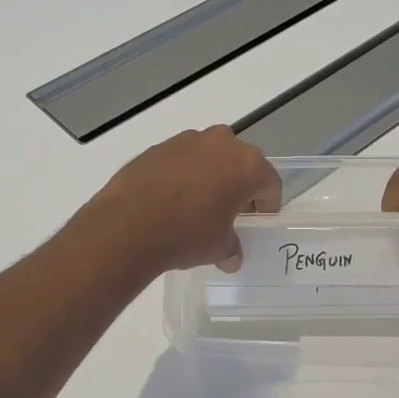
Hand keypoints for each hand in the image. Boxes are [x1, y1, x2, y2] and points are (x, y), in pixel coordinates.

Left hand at [79, 126, 281, 274]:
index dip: (268, 202)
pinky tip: (172, 198)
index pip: (269, 182)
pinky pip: (181, 159)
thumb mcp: (217, 247)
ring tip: (199, 202)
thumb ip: (231, 247)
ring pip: (209, 156)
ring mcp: (187, 140)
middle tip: (232, 209)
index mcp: (247, 165)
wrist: (129, 223)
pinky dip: (183, 174)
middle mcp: (221, 144)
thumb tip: (232, 257)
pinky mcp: (158, 146)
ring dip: (210, 174)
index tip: (260, 218)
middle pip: (240, 162)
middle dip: (239, 183)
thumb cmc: (187, 233)